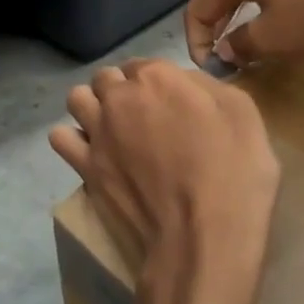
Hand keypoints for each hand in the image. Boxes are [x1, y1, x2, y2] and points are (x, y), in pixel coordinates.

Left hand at [49, 60, 279, 303]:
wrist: (202, 239)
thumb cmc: (234, 174)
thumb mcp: (243, 114)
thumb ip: (208, 87)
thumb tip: (185, 82)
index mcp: (158, 77)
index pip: (143, 63)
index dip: (156, 81)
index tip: (170, 102)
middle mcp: (119, 97)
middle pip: (106, 77)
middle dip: (120, 89)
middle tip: (143, 115)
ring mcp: (97, 132)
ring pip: (77, 99)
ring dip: (92, 106)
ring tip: (113, 128)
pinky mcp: (85, 167)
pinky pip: (60, 137)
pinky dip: (72, 139)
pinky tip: (92, 151)